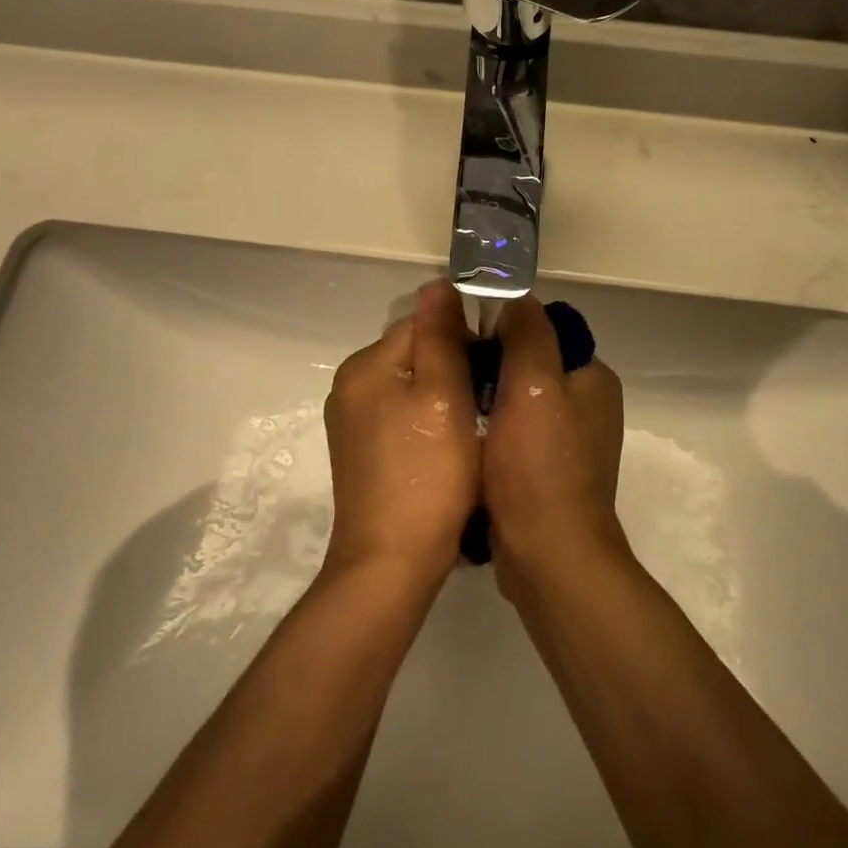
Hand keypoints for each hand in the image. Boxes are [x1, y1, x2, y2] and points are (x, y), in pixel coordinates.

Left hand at [322, 280, 480, 582]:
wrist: (391, 564)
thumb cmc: (427, 474)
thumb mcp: (443, 395)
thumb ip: (440, 335)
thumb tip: (438, 283)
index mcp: (366, 365)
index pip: (422, 323)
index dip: (464, 338)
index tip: (496, 368)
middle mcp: (351, 385)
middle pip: (414, 353)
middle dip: (453, 366)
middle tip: (489, 400)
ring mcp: (352, 421)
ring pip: (411, 385)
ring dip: (443, 394)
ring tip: (475, 424)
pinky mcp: (361, 451)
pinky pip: (401, 415)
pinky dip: (427, 420)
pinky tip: (449, 447)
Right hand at [480, 296, 627, 597]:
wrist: (548, 558)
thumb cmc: (540, 466)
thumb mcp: (533, 384)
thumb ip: (527, 333)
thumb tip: (516, 295)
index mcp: (592, 378)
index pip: (546, 329)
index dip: (504, 325)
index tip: (465, 333)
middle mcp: (586, 405)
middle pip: (530, 363)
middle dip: (491, 363)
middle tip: (450, 368)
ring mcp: (567, 441)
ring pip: (517, 399)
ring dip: (486, 397)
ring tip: (449, 399)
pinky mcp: (546, 471)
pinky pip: (513, 433)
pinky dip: (490, 429)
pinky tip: (462, 435)